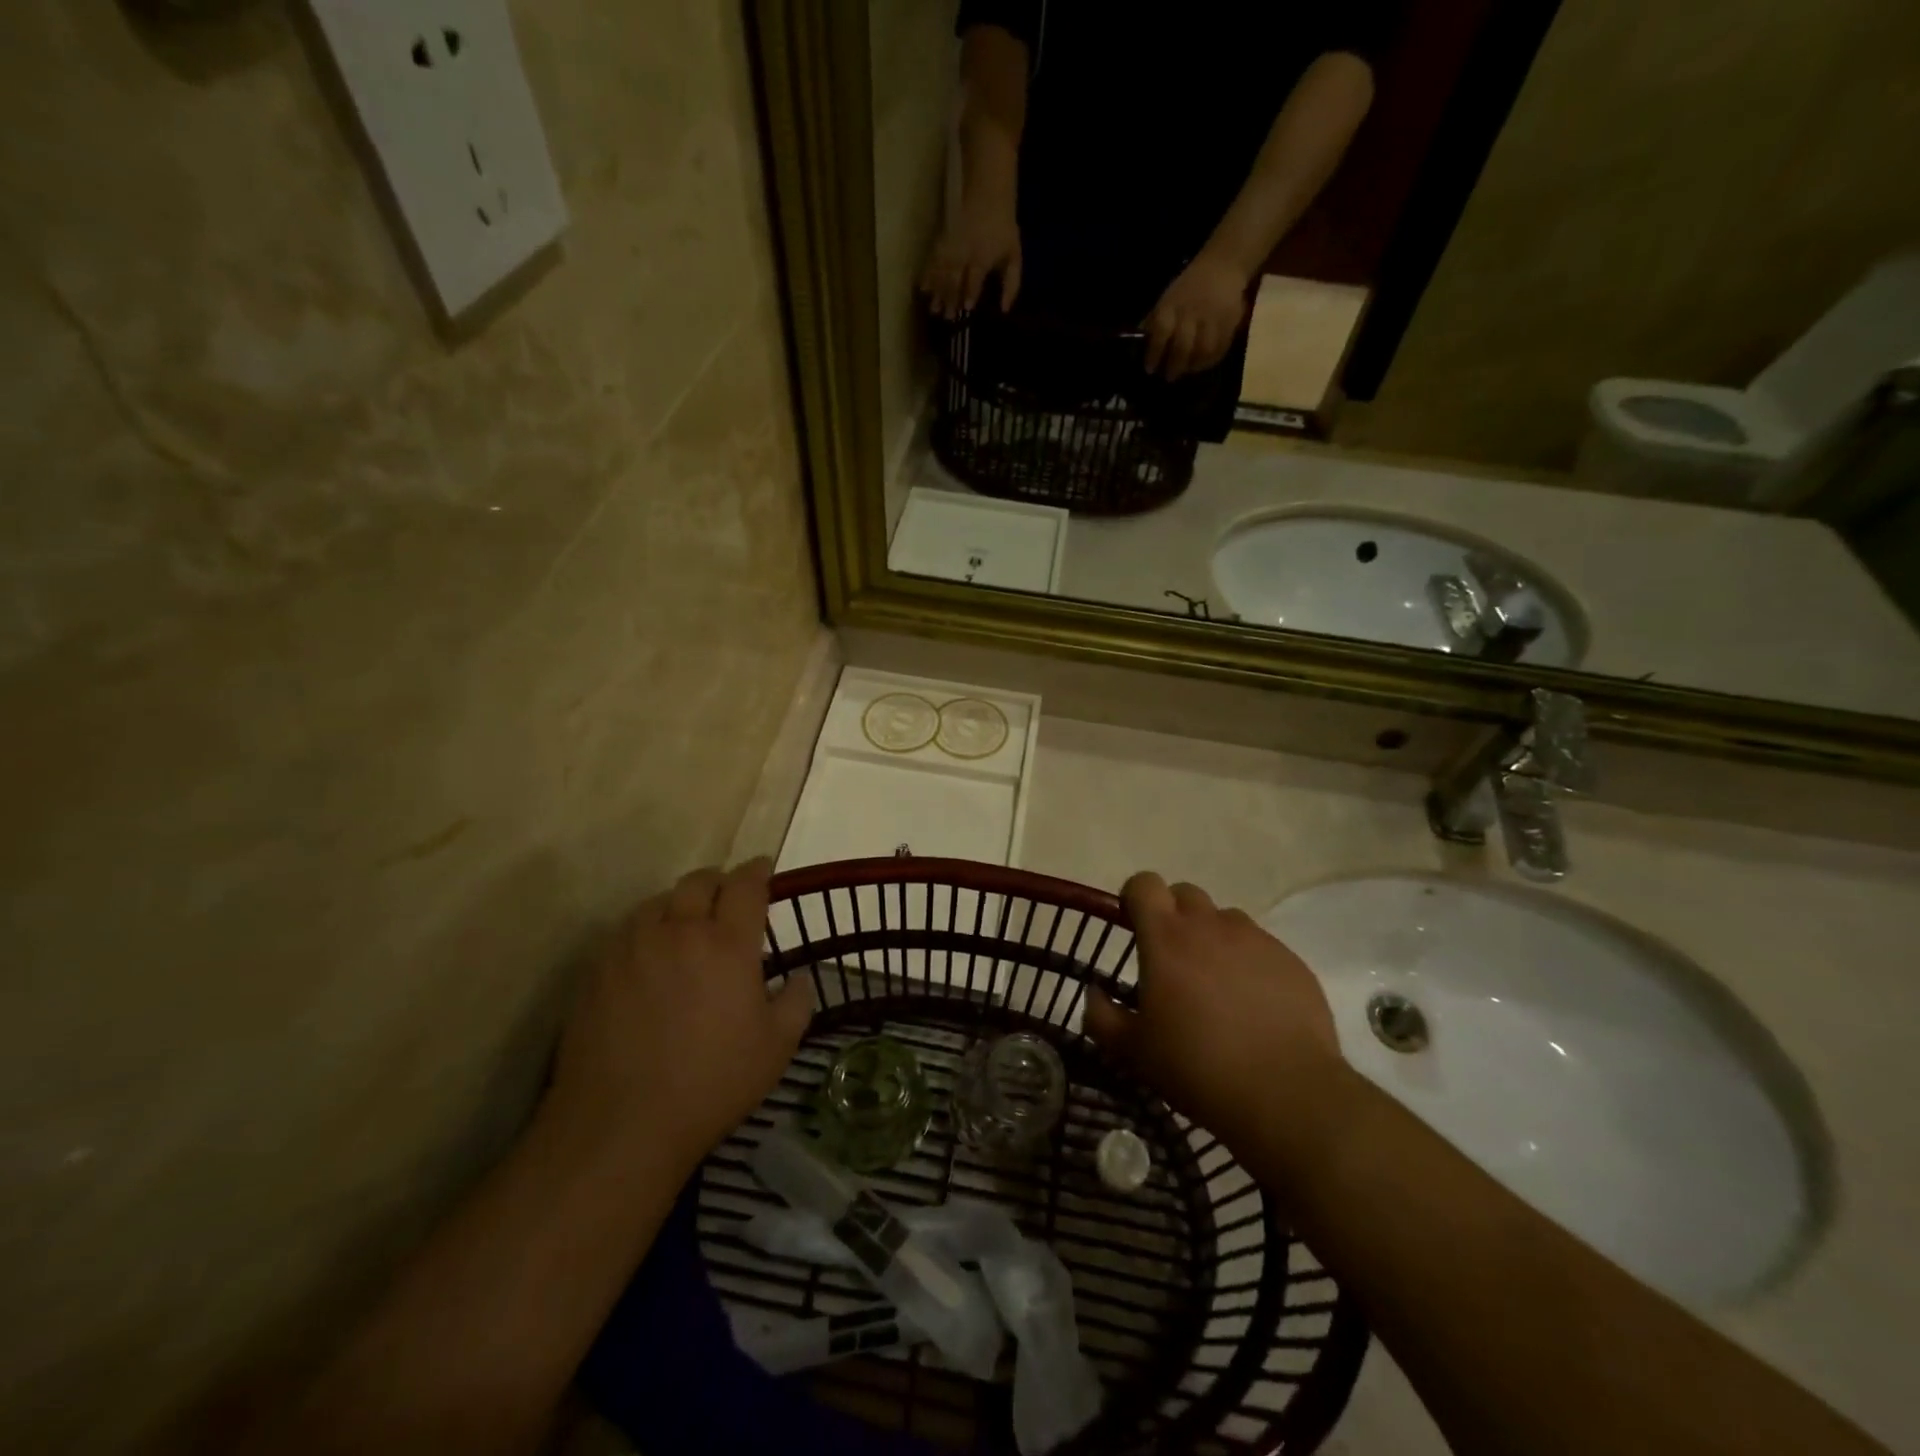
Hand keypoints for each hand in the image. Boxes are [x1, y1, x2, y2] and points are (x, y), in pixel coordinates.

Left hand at [548, 860, 812, 1177]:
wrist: (620, 1123)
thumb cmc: (711, 1083)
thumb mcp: (776, 1047)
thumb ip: (797, 1002)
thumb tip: (800, 978)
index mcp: (728, 943)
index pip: (746, 885)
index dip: (758, 871)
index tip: (764, 869)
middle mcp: (679, 930)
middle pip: (699, 881)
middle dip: (719, 881)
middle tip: (728, 897)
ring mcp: (632, 947)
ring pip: (658, 902)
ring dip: (680, 904)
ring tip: (686, 926)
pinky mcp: (597, 969)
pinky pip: (626, 931)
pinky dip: (646, 930)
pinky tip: (649, 957)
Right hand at [921, 200, 1022, 318]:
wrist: (988, 192)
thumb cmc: (1003, 229)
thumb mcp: (1014, 255)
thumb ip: (1012, 283)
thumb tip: (1004, 309)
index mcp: (983, 256)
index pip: (975, 278)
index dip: (971, 293)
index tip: (966, 308)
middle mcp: (965, 252)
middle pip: (956, 277)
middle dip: (950, 298)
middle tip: (946, 317)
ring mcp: (952, 245)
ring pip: (942, 270)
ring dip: (937, 290)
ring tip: (933, 308)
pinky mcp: (943, 239)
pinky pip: (933, 258)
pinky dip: (927, 273)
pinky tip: (923, 287)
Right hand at [1084, 873, 1341, 1146]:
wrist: (1286, 1095)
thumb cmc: (1196, 1067)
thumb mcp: (1132, 1051)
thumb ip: (1102, 1015)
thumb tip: (1094, 992)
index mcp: (1166, 938)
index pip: (1145, 883)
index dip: (1135, 897)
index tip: (1133, 926)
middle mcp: (1210, 926)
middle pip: (1186, 893)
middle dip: (1174, 915)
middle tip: (1172, 960)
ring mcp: (1256, 940)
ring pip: (1225, 919)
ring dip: (1213, 938)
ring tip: (1216, 984)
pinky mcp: (1291, 961)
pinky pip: (1261, 947)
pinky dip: (1249, 963)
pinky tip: (1253, 1005)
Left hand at [1142, 251, 1250, 380]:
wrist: (1222, 265)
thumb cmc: (1188, 287)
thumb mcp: (1167, 299)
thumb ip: (1154, 321)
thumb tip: (1140, 343)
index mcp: (1172, 306)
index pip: (1160, 333)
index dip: (1153, 353)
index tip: (1150, 369)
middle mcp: (1191, 312)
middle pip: (1182, 346)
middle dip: (1174, 366)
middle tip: (1169, 376)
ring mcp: (1212, 317)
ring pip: (1203, 350)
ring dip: (1194, 366)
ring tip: (1187, 370)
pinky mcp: (1230, 321)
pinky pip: (1221, 347)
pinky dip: (1211, 360)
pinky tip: (1203, 364)